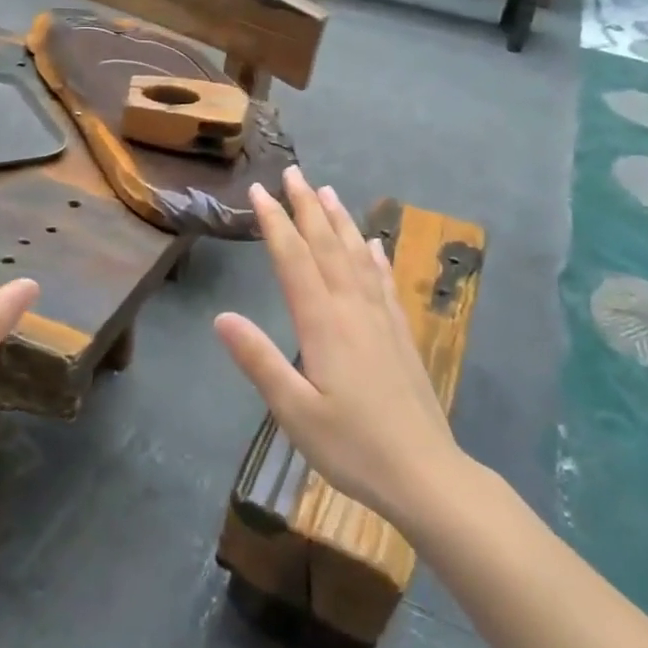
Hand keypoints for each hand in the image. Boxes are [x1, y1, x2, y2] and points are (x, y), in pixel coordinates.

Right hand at [214, 168, 457, 525]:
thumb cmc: (352, 447)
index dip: (275, 224)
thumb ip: (258, 361)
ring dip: (340, 222)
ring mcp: (382, 320)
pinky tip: (373, 245)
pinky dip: (375, 257)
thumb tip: (222, 317)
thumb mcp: (294, 411)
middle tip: (293, 173)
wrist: (425, 473)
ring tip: (327, 192)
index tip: (260, 191)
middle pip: (327, 247)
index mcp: (323, 324)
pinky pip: (384, 282)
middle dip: (307, 208)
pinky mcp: (400, 334)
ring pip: (357, 257)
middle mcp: (353, 310)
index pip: (294, 261)